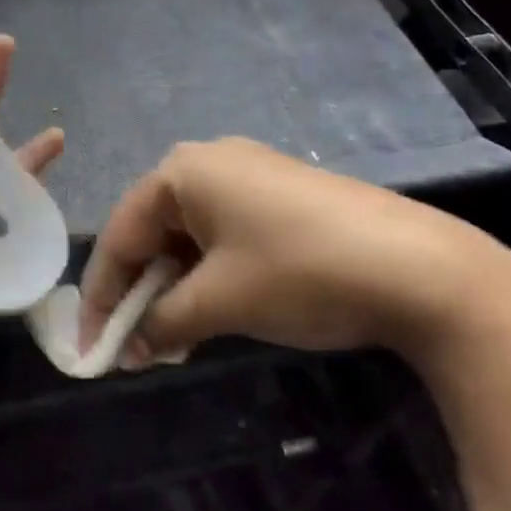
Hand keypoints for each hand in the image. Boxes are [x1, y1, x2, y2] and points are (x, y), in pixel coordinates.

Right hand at [78, 137, 510, 364]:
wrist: (422, 267)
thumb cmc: (300, 273)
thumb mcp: (221, 302)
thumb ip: (161, 323)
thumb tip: (127, 350)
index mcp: (181, 171)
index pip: (121, 235)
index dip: (101, 295)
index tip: (88, 347)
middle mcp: (208, 160)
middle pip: (152, 230)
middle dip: (139, 290)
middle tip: (130, 345)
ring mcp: (249, 173)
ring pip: (189, 234)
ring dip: (174, 286)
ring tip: (170, 337)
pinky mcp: (281, 194)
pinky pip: (223, 232)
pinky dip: (209, 273)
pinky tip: (213, 309)